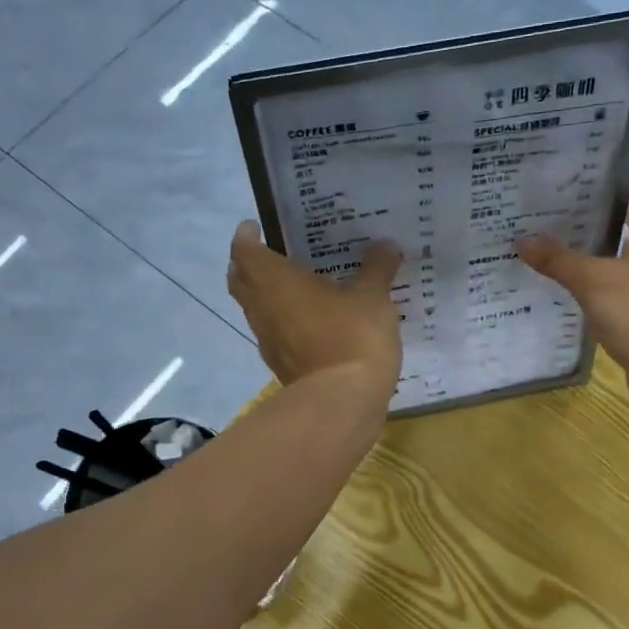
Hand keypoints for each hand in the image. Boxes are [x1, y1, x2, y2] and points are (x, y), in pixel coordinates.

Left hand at [228, 221, 402, 396]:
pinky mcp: (281, 365)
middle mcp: (262, 307)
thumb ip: (377, 268)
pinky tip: (311, 320)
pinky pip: (274, 333)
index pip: (244, 250)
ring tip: (297, 284)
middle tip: (273, 252)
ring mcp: (268, 340)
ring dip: (267, 294)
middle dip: (250, 264)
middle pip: (241, 280)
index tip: (256, 227)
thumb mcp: (373, 297)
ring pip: (256, 309)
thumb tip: (387, 245)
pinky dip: (284, 321)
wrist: (342, 402)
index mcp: (275, 281)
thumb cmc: (352, 337)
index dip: (246, 236)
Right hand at [516, 186, 628, 417]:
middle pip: (628, 229)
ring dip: (592, 258)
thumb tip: (523, 240)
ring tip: (553, 250)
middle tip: (553, 217)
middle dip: (593, 223)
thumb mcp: (592, 282)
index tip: (577, 184)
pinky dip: (596, 288)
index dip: (612, 187)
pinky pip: (618, 292)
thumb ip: (558, 259)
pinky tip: (568, 292)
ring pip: (620, 263)